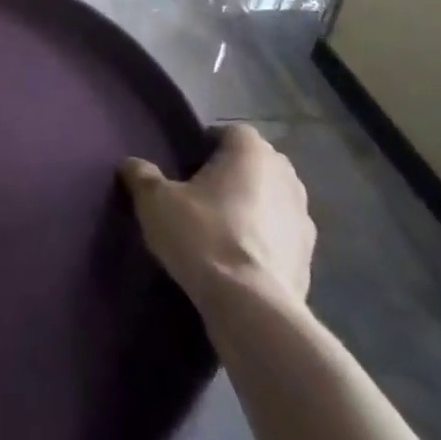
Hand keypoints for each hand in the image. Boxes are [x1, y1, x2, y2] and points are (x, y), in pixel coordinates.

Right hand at [121, 123, 314, 312]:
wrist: (251, 307)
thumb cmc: (203, 237)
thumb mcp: (156, 202)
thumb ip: (142, 176)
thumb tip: (131, 164)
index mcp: (251, 151)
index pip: (230, 132)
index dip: (207, 144)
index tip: (186, 165)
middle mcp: (285, 175)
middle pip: (255, 163)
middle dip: (232, 173)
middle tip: (200, 194)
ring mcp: (304, 217)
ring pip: (272, 199)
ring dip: (253, 207)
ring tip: (221, 228)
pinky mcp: (310, 257)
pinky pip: (281, 236)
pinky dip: (265, 240)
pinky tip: (240, 260)